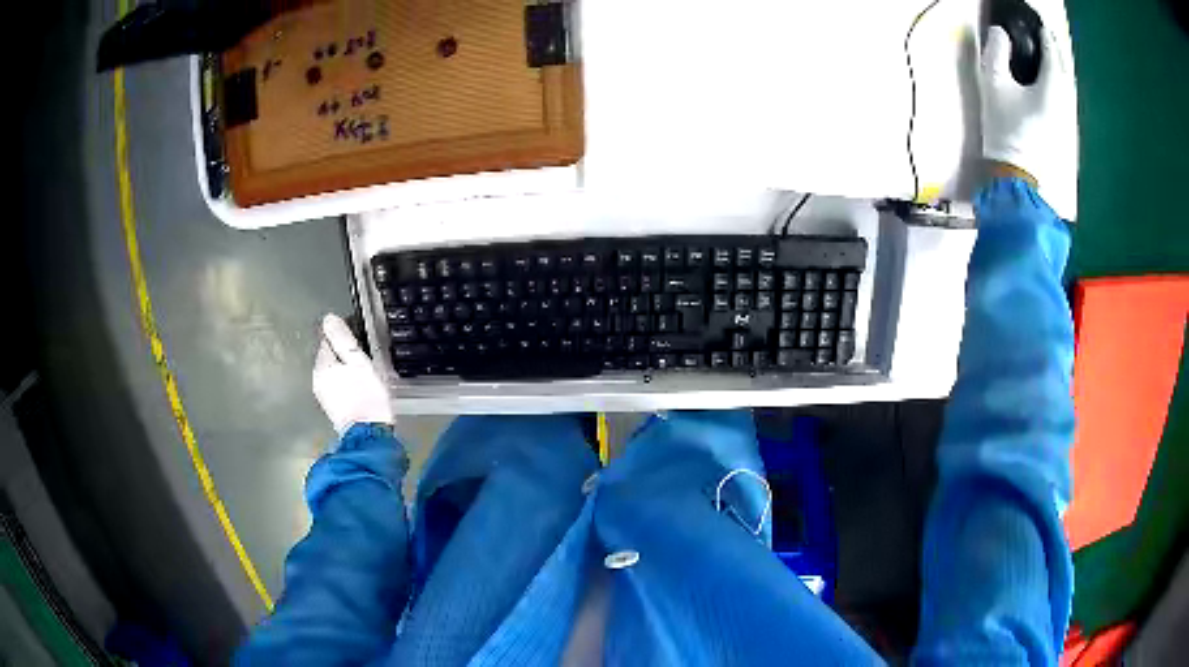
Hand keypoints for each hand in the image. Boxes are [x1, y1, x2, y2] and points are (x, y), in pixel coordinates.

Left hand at [313, 314, 393, 435]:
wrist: (369, 433)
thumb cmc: (366, 396)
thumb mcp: (358, 361)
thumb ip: (343, 339)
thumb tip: (328, 318)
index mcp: (322, 366)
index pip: (327, 340)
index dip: (342, 337)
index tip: (359, 340)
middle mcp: (317, 380)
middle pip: (328, 357)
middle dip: (342, 354)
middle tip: (363, 357)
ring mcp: (323, 395)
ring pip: (332, 372)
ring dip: (344, 369)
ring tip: (363, 373)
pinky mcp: (332, 408)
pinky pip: (336, 386)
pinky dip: (345, 383)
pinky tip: (358, 388)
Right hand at [979, 25, 1076, 189]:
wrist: (1020, 179)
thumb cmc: (1007, 130)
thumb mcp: (994, 85)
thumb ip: (996, 52)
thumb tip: (1000, 32)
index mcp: (1052, 86)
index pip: (1051, 51)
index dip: (1044, 33)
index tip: (1038, 21)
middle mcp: (1067, 100)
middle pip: (1065, 67)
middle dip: (1056, 48)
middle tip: (1047, 34)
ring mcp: (1070, 118)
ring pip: (1069, 84)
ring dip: (1062, 66)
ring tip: (1052, 56)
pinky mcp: (1068, 132)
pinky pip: (1069, 98)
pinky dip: (1063, 84)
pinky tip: (1056, 83)